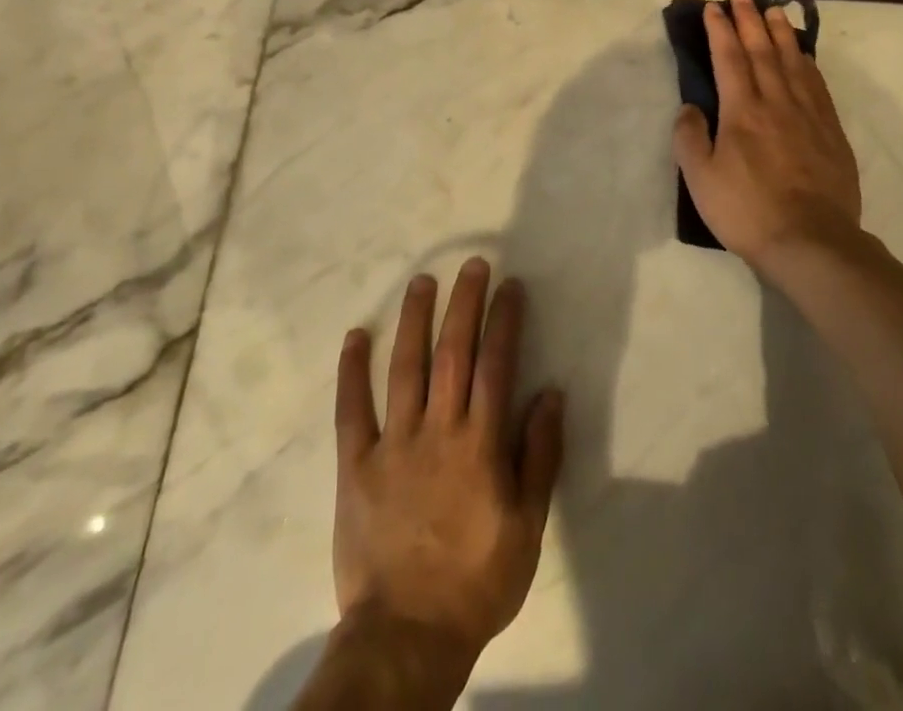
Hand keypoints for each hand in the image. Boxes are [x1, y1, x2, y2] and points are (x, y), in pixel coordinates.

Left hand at [332, 258, 564, 673]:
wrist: (406, 636)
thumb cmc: (477, 580)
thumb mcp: (528, 526)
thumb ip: (540, 455)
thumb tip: (551, 393)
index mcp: (481, 443)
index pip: (497, 364)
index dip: (505, 320)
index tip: (511, 285)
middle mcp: (438, 430)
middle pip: (453, 353)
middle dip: (465, 303)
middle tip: (473, 265)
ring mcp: (394, 444)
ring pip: (405, 368)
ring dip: (414, 320)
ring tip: (422, 281)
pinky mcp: (356, 465)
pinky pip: (352, 410)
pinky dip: (352, 371)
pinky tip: (356, 335)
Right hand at [672, 0, 862, 275]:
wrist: (811, 241)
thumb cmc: (748, 211)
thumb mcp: (701, 180)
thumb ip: (690, 139)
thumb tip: (690, 108)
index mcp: (742, 111)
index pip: (728, 59)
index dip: (720, 30)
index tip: (713, 8)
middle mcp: (776, 102)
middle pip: (762, 51)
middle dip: (749, 20)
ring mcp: (808, 114)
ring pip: (793, 61)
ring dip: (781, 32)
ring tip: (774, 9)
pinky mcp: (831, 130)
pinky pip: (817, 84)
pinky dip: (807, 62)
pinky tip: (804, 54)